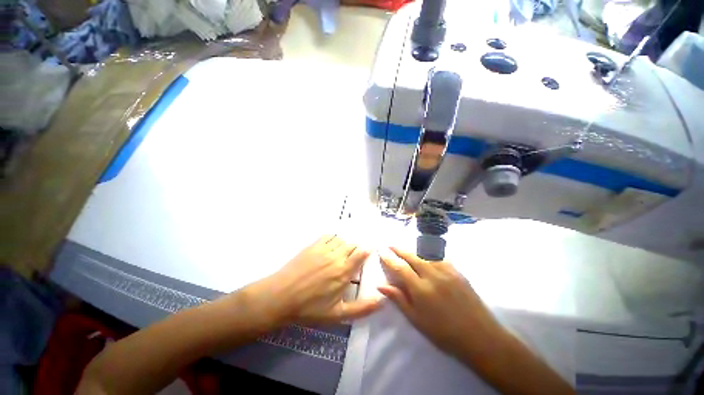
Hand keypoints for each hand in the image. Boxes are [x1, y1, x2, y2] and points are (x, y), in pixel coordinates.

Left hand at [247, 234, 381, 325]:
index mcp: (344, 271)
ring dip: (346, 243)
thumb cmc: (310, 308)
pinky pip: (328, 236)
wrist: (281, 297)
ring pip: (341, 239)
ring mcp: (324, 249)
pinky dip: (333, 238)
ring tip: (343, 251)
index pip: (361, 253)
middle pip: (352, 244)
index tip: (369, 251)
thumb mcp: (338, 314)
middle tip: (355, 256)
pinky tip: (331, 245)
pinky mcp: (313, 245)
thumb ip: (362, 308)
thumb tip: (381, 301)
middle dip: (357, 248)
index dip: (367, 250)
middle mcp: (336, 256)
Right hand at [377, 247, 499, 357]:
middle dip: (399, 249)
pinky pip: (439, 258)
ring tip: (405, 250)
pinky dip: (429, 255)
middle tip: (390, 245)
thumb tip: (381, 285)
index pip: (400, 267)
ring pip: (424, 255)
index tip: (381, 251)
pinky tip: (427, 257)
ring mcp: (446, 271)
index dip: (389, 258)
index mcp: (420, 288)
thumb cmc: (443, 333)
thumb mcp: (416, 319)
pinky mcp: (457, 271)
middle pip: (411, 256)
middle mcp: (432, 275)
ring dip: (413, 251)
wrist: (479, 336)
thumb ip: (398, 299)